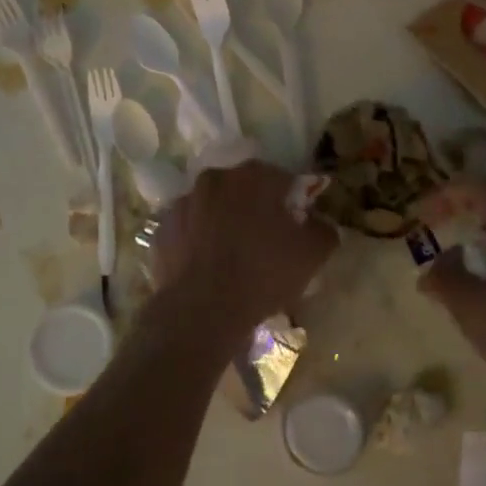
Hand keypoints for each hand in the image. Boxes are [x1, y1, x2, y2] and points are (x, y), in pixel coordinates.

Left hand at [153, 161, 336, 332]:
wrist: (203, 309)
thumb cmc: (263, 274)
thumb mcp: (312, 255)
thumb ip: (324, 230)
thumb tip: (319, 223)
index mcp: (253, 176)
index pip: (282, 179)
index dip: (292, 201)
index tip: (296, 225)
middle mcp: (215, 179)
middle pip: (243, 189)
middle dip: (255, 208)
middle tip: (265, 241)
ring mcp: (182, 203)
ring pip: (212, 208)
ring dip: (223, 222)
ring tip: (232, 257)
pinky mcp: (160, 230)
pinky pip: (188, 230)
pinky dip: (197, 241)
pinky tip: (207, 267)